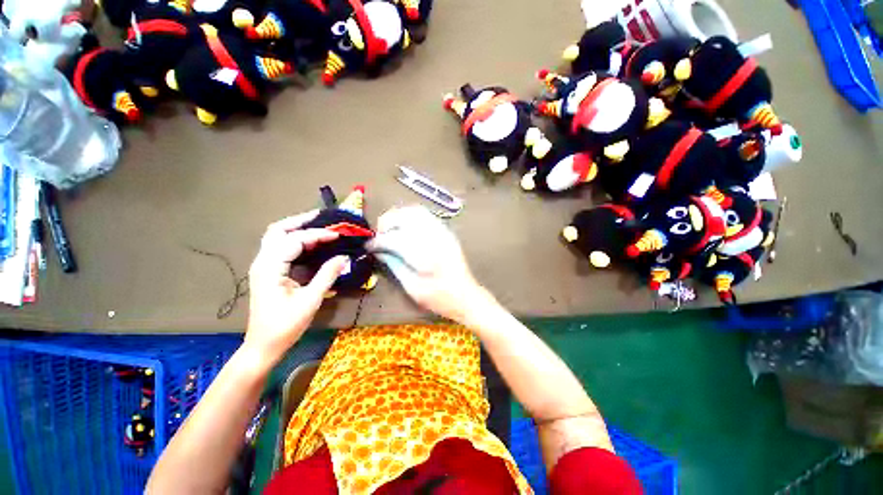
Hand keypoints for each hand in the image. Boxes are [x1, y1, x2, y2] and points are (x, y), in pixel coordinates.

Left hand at [245, 211, 347, 362]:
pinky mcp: (268, 272)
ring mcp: (263, 266)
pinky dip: (296, 241)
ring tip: (319, 227)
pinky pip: (280, 248)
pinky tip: (311, 244)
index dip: (317, 234)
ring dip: (297, 229)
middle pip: (277, 230)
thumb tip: (344, 257)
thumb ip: (327, 275)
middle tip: (322, 218)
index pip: (295, 240)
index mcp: (270, 268)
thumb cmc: (286, 325)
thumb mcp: (310, 300)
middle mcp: (263, 262)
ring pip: (276, 237)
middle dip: (300, 221)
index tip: (338, 234)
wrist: (263, 345)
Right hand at [367, 206, 495, 323]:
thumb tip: (377, 251)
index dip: (378, 241)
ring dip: (398, 216)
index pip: (394, 238)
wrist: (466, 296)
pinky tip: (405, 228)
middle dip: (387, 222)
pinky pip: (426, 215)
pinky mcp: (446, 232)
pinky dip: (411, 216)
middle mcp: (434, 238)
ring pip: (416, 211)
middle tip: (378, 235)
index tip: (368, 246)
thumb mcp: (412, 287)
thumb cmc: (439, 298)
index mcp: (425, 255)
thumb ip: (394, 265)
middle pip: (405, 216)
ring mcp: (443, 232)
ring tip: (389, 229)